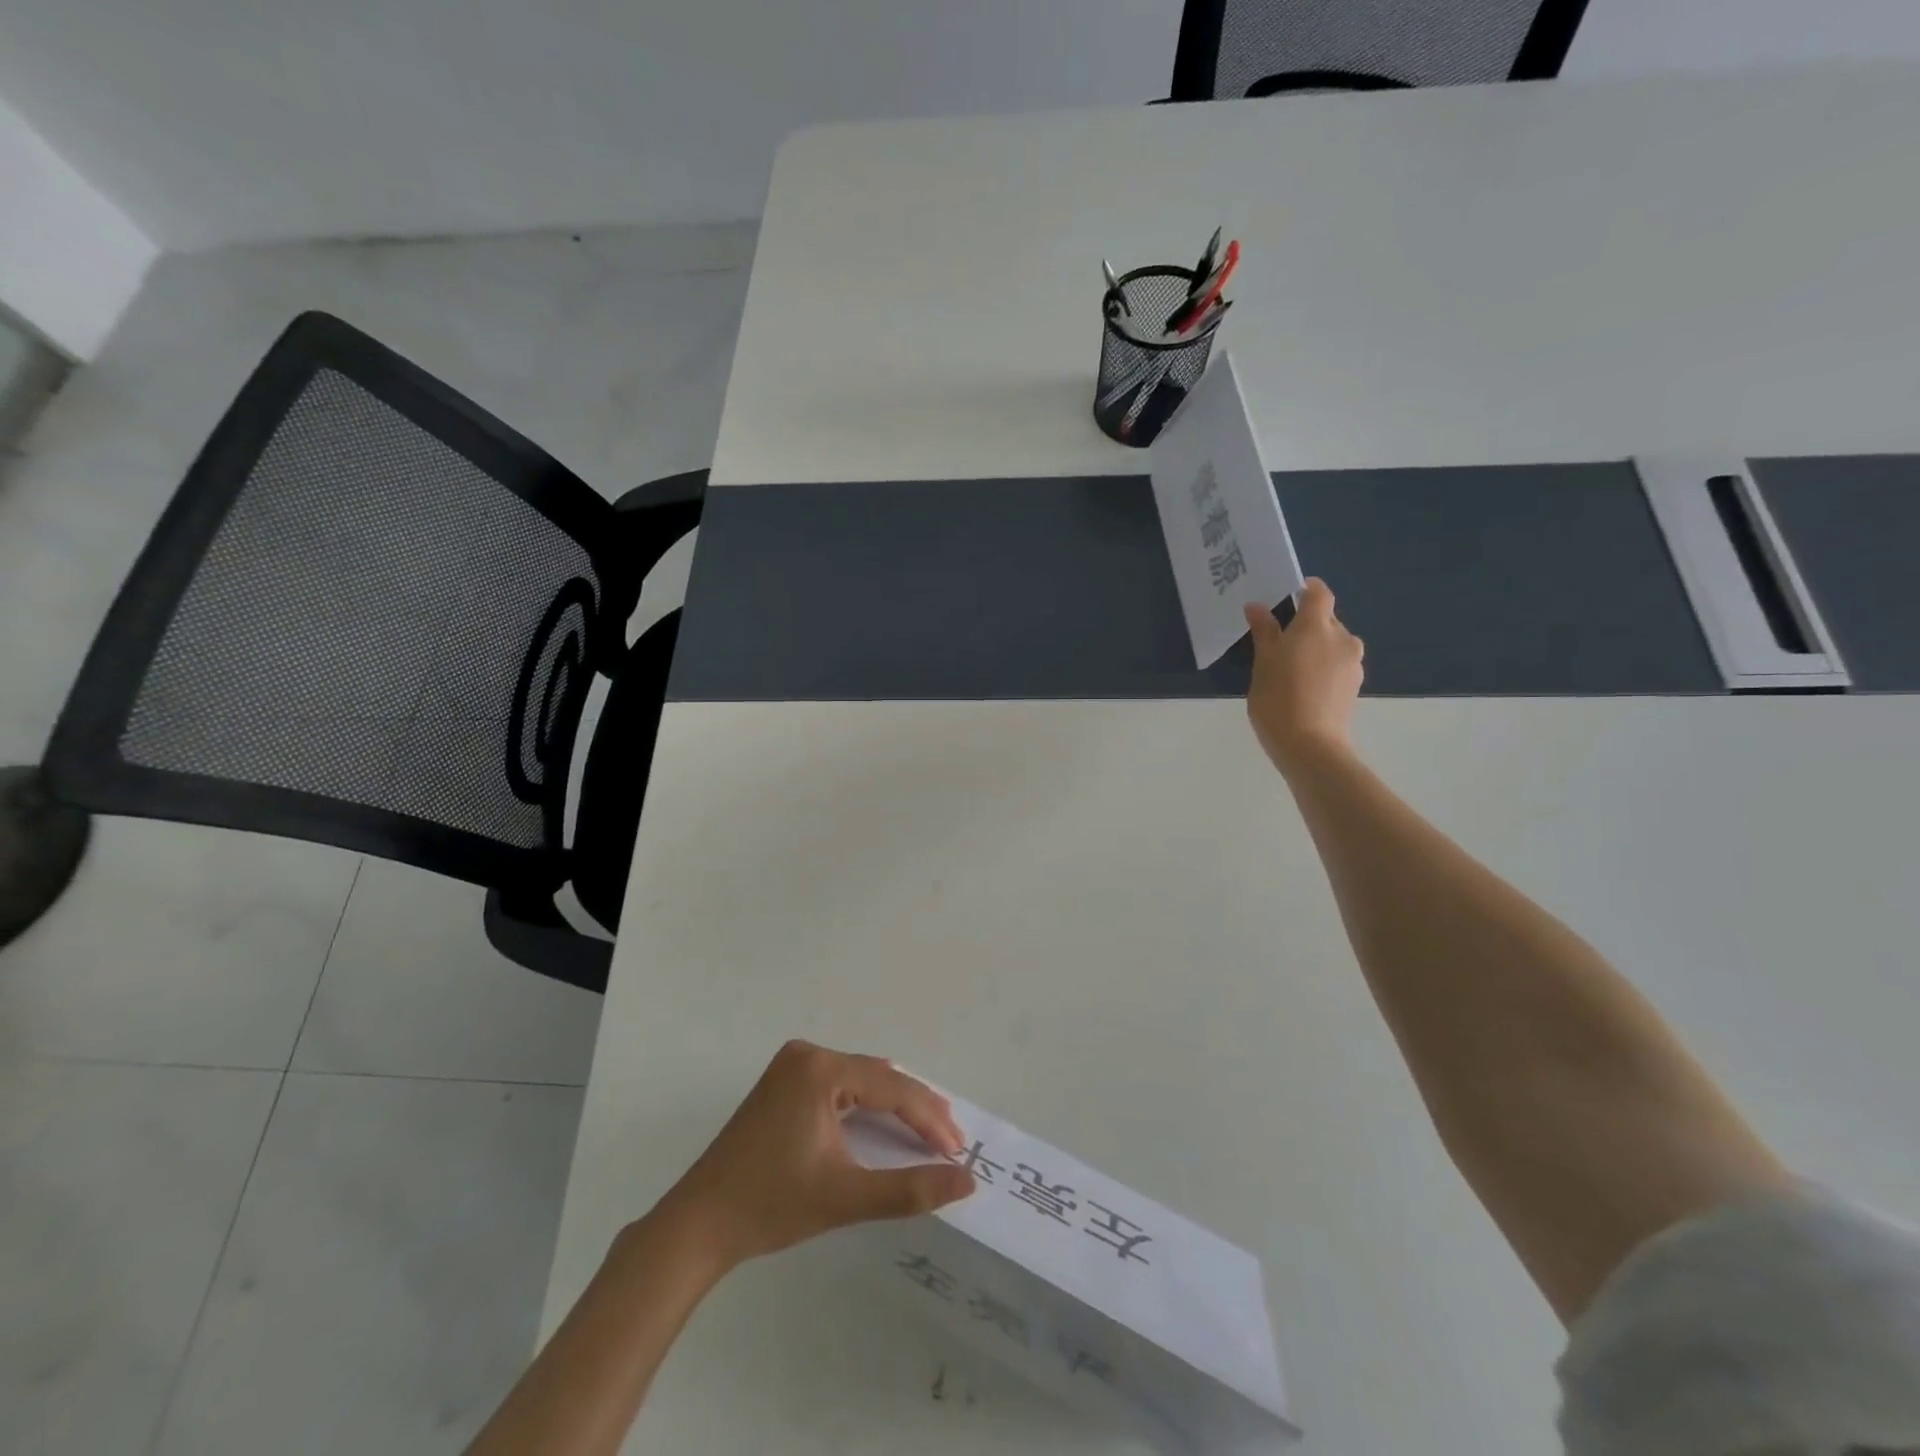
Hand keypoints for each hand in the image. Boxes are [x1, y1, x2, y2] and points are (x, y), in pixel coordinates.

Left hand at [654, 1041, 974, 1269]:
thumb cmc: (770, 1207)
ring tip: (929, 1132)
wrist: (698, 1224)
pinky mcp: (784, 1082)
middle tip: (951, 1141)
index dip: (929, 1119)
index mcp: (820, 1069)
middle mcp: (807, 1055)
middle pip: (878, 1077)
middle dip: (916, 1109)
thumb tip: (966, 1181)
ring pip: (861, 1079)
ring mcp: (792, 1066)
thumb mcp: (844, 1198)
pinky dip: (866, 1105)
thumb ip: (909, 1189)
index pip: (891, 1088)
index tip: (959, 1149)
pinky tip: (884, 1123)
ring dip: (894, 1105)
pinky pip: (841, 1085)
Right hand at [1243, 578, 1363, 774]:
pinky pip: (1337, 665)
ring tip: (1291, 669)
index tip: (1288, 596)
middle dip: (1306, 625)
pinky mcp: (1354, 685)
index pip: (1319, 593)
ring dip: (1316, 648)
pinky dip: (1323, 667)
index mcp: (1317, 626)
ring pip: (1333, 644)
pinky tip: (1304, 688)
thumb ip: (1264, 631)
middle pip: (1326, 619)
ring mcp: (1353, 663)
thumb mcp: (1263, 663)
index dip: (1306, 590)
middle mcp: (1342, 637)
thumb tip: (1257, 607)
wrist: (1310, 745)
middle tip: (1279, 642)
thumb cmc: (1279, 698)